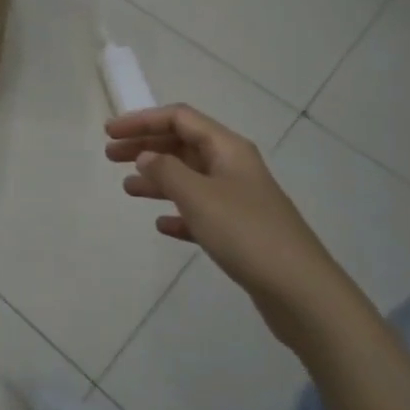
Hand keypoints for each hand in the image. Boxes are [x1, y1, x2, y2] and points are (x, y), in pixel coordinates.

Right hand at [105, 105, 331, 318]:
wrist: (300, 291)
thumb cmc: (246, 233)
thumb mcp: (199, 197)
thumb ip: (167, 172)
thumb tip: (146, 156)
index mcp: (227, 148)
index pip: (179, 119)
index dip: (142, 120)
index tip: (110, 132)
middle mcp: (233, 166)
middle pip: (182, 145)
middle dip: (146, 146)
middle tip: (109, 156)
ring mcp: (238, 198)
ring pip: (189, 177)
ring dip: (158, 178)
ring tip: (127, 188)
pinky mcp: (240, 230)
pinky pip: (200, 211)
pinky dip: (178, 212)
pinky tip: (161, 224)